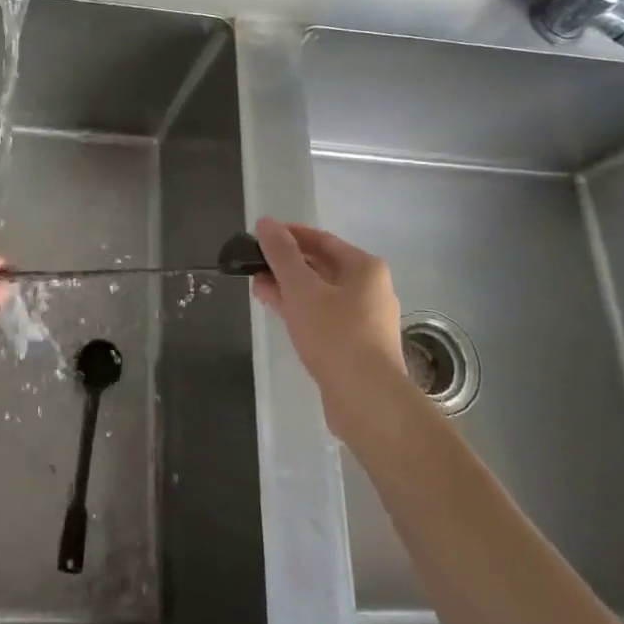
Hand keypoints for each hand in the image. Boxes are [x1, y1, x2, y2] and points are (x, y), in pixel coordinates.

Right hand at [252, 218, 406, 433]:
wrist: (367, 399)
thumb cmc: (335, 334)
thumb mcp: (301, 288)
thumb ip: (281, 254)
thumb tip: (266, 223)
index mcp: (364, 268)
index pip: (320, 239)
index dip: (288, 234)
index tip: (258, 236)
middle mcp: (370, 289)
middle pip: (321, 266)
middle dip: (285, 264)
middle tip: (253, 264)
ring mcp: (365, 319)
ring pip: (320, 293)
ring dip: (289, 288)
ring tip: (257, 287)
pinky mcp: (356, 346)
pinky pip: (323, 317)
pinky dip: (300, 310)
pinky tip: (277, 312)